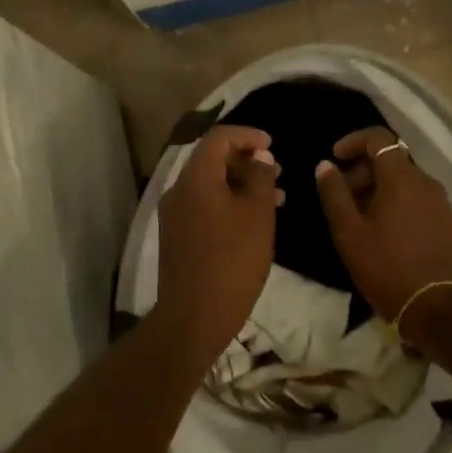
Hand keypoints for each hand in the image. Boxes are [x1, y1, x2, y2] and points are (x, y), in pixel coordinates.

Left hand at [156, 125, 281, 354]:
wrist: (194, 316)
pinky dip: (228, 202)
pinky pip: (204, 205)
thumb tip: (259, 156)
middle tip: (277, 172)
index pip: (219, 138)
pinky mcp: (176, 236)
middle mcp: (178, 190)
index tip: (272, 145)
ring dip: (240, 184)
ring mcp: (174, 214)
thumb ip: (260, 177)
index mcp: (196, 178)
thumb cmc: (233, 260)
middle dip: (246, 161)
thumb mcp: (258, 215)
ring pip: (209, 185)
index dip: (247, 135)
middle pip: (211, 160)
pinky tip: (252, 221)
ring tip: (275, 197)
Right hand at [315, 126, 451, 332]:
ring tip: (358, 215)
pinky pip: (416, 196)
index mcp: (402, 178)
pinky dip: (396, 200)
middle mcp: (426, 181)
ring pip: (404, 179)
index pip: (379, 138)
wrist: (432, 306)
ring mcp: (440, 201)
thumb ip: (334, 193)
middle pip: (391, 159)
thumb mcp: (348, 231)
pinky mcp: (446, 219)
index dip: (353, 141)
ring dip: (378, 186)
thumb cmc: (384, 266)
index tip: (335, 157)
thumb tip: (325, 165)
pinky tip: (382, 227)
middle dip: (362, 169)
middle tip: (341, 195)